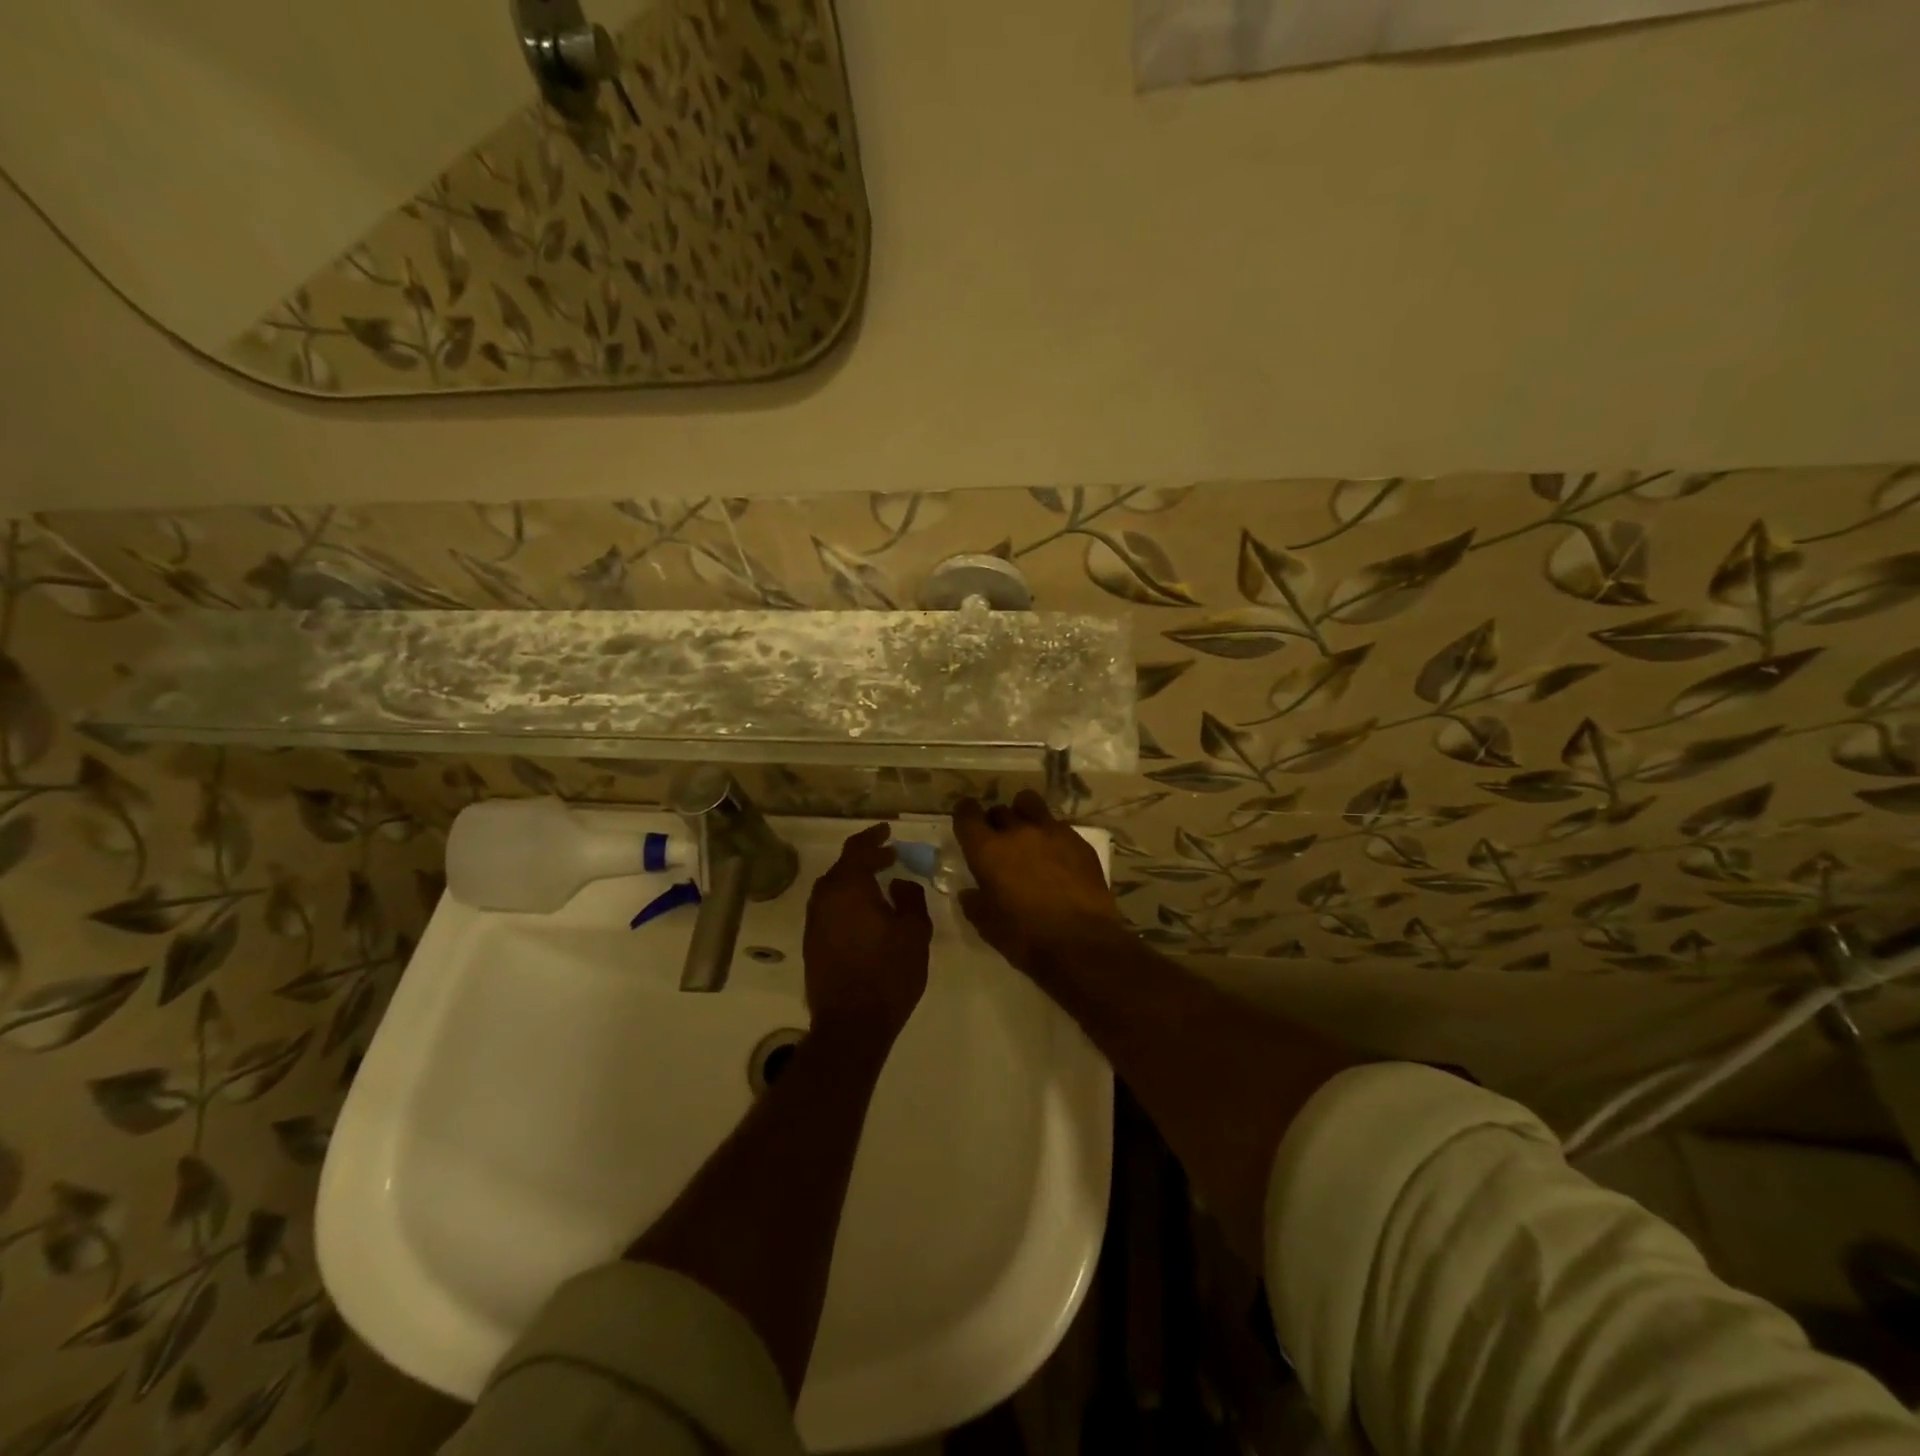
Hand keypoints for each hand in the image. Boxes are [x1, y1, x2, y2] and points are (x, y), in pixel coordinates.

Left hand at [803, 824, 930, 1043]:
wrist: (851, 1025)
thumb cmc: (888, 974)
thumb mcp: (914, 932)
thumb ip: (910, 898)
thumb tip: (899, 884)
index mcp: (847, 888)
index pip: (857, 849)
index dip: (873, 836)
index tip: (888, 830)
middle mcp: (824, 899)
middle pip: (843, 868)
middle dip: (866, 860)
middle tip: (890, 858)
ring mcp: (814, 923)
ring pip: (835, 890)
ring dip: (856, 882)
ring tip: (881, 885)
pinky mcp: (812, 944)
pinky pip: (831, 910)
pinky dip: (848, 902)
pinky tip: (867, 915)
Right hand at [953, 791, 1124, 973]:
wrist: (1081, 943)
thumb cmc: (1025, 937)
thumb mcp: (987, 925)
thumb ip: (975, 902)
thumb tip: (971, 892)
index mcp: (988, 850)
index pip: (967, 815)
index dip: (964, 815)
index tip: (966, 822)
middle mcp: (1017, 832)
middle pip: (999, 810)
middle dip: (995, 822)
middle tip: (999, 843)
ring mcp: (1051, 832)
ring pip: (1030, 805)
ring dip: (1023, 815)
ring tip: (1028, 835)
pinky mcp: (1079, 841)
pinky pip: (1058, 826)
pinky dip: (1051, 835)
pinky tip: (1058, 857)